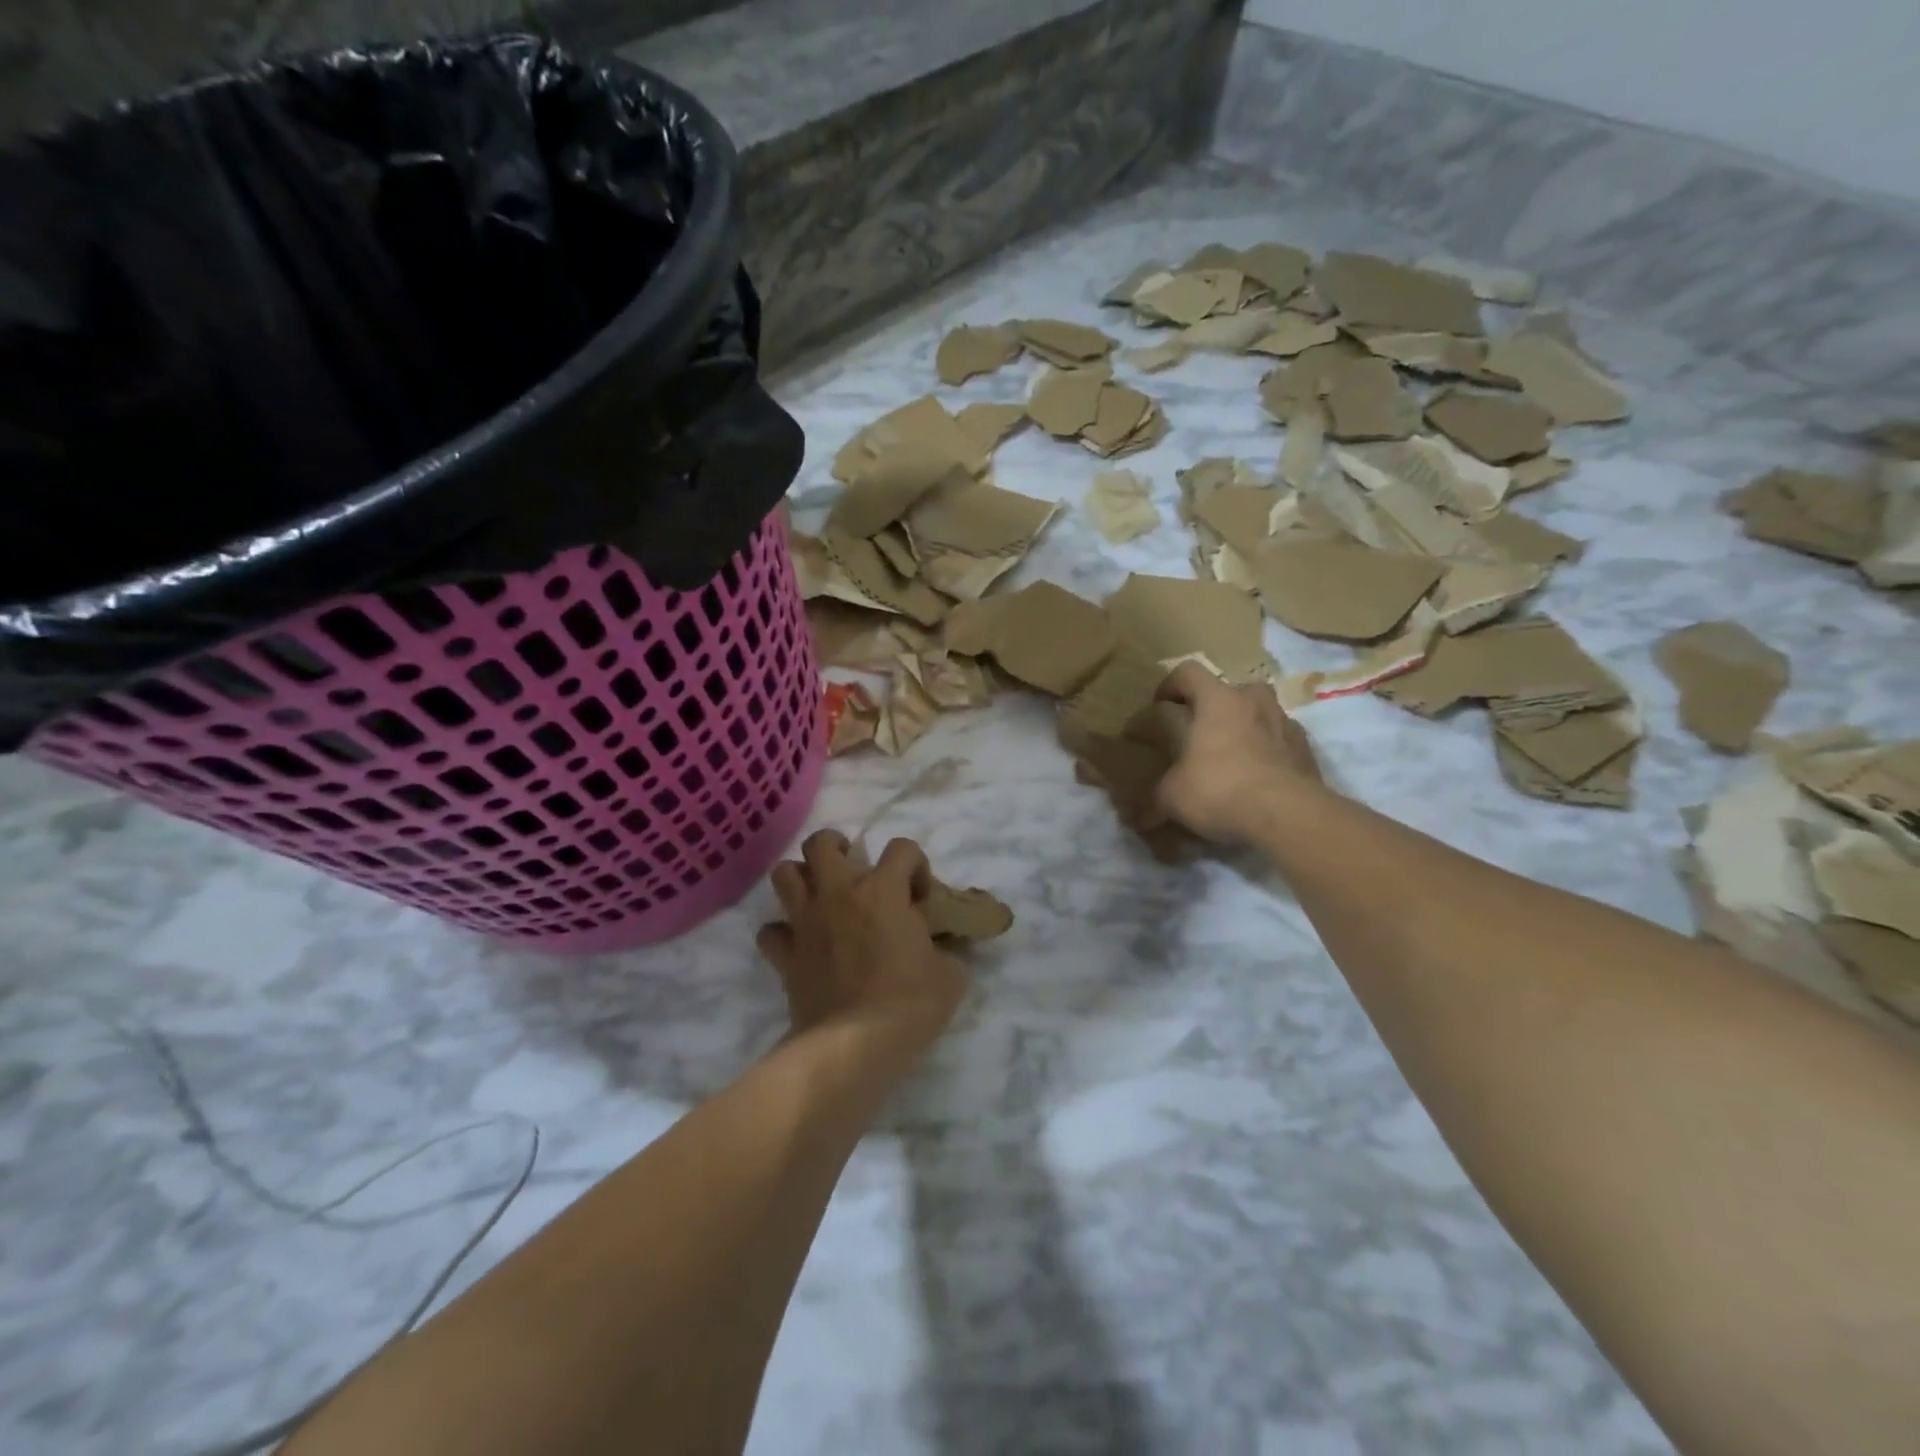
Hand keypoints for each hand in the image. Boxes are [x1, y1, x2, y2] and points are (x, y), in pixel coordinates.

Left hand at [759, 831, 968, 1051]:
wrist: (854, 1046)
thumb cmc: (909, 1004)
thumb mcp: (950, 975)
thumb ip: (945, 950)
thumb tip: (941, 950)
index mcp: (882, 890)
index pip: (902, 848)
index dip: (916, 864)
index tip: (920, 896)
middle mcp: (838, 894)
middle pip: (821, 843)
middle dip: (837, 847)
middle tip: (853, 870)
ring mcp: (805, 922)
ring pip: (784, 874)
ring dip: (801, 878)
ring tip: (819, 895)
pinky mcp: (785, 955)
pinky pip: (770, 931)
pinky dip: (782, 933)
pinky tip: (799, 944)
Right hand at [1151, 663, 1324, 843]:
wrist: (1288, 815)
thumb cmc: (1220, 789)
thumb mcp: (1172, 798)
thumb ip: (1152, 800)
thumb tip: (1135, 818)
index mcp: (1217, 700)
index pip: (1188, 672)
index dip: (1170, 685)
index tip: (1160, 706)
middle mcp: (1254, 701)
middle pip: (1229, 690)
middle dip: (1213, 708)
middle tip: (1198, 734)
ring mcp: (1286, 723)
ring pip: (1260, 713)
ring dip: (1244, 728)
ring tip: (1230, 756)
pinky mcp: (1306, 750)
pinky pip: (1280, 741)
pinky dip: (1267, 752)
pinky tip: (1257, 778)